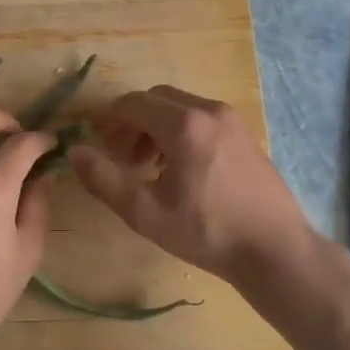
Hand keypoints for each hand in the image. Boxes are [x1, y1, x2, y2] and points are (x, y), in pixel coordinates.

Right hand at [70, 86, 314, 286]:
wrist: (275, 249)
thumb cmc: (207, 232)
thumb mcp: (146, 213)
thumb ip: (104, 179)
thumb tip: (74, 151)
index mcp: (183, 124)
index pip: (132, 104)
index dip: (108, 118)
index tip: (94, 138)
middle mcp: (208, 110)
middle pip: (155, 99)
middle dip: (131, 121)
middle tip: (118, 154)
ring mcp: (231, 120)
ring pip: (179, 106)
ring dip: (154, 126)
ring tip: (145, 165)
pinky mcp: (244, 133)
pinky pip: (201, 118)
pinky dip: (179, 130)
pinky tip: (177, 167)